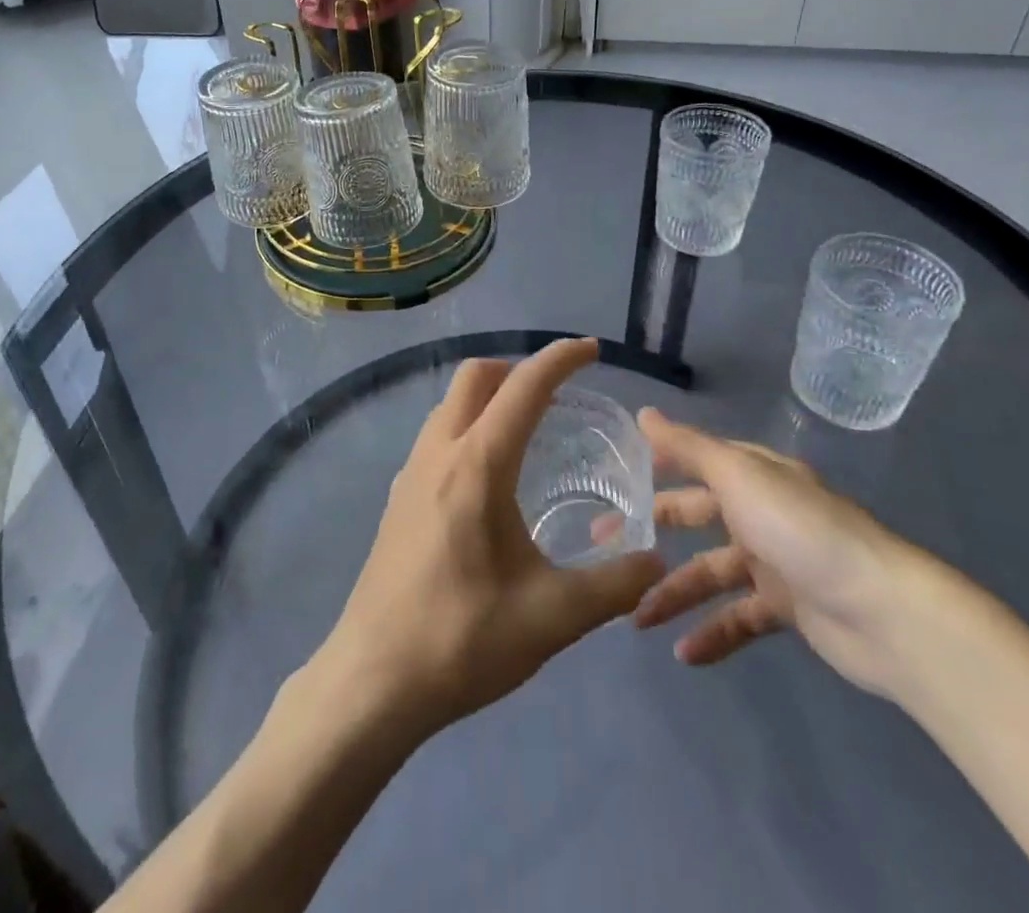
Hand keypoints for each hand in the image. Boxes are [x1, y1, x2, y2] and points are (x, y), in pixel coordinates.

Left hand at [316, 339, 664, 740]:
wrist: (374, 679)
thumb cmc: (463, 639)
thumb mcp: (553, 616)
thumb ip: (614, 584)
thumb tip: (653, 559)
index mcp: (478, 464)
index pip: (524, 387)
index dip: (560, 359)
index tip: (592, 349)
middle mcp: (439, 452)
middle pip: (476, 377)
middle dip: (519, 369)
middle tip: (558, 394)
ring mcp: (411, 472)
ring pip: (451, 404)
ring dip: (489, 397)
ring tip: (528, 429)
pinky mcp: (398, 497)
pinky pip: (438, 435)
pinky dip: (469, 426)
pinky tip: (489, 476)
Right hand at [634, 408, 927, 697]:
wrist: (883, 611)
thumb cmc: (800, 529)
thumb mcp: (737, 476)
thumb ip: (687, 447)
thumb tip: (642, 413)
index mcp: (752, 474)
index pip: (693, 461)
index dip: (654, 466)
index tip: (612, 478)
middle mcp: (760, 510)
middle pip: (694, 516)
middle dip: (651, 531)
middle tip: (604, 547)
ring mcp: (773, 560)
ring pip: (710, 572)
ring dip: (675, 593)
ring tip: (636, 618)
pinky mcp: (787, 608)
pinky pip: (738, 617)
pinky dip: (712, 633)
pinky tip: (684, 654)